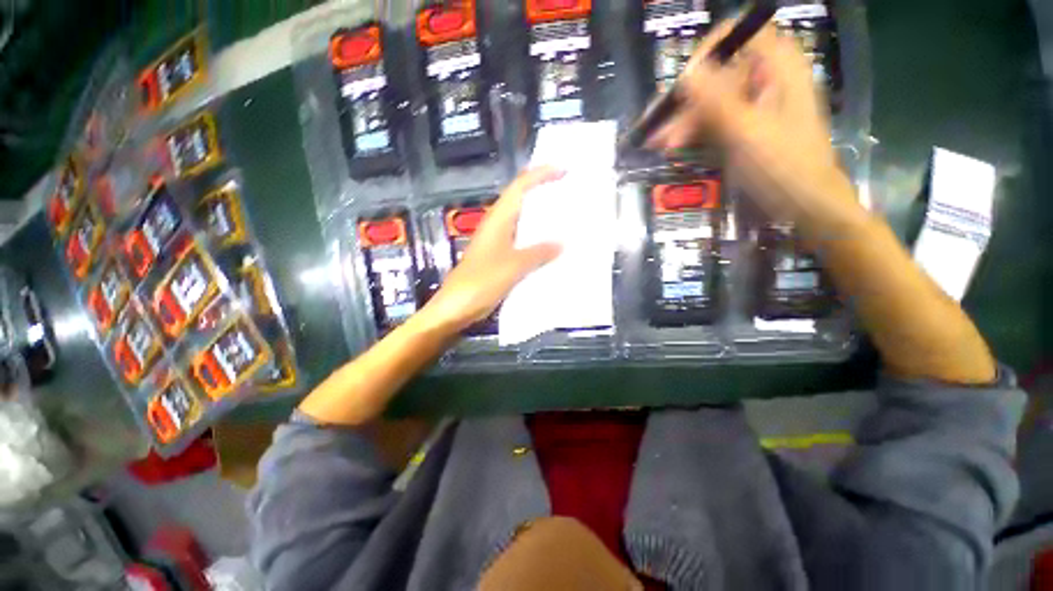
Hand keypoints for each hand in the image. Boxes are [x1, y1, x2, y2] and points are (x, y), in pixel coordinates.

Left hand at [420, 167, 564, 333]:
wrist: (455, 308)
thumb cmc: (480, 283)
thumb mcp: (512, 266)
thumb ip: (538, 253)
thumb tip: (563, 242)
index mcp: (498, 220)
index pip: (520, 187)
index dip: (541, 175)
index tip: (564, 170)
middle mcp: (497, 227)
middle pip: (521, 201)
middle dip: (544, 193)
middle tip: (570, 193)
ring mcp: (498, 243)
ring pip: (523, 223)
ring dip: (542, 218)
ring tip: (567, 218)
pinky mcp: (499, 259)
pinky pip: (522, 243)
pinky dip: (537, 241)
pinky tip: (551, 249)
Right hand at [648, 21, 859, 230]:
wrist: (806, 205)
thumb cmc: (783, 167)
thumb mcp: (747, 133)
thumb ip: (716, 101)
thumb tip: (686, 72)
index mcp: (777, 67)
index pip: (737, 36)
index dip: (706, 53)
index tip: (682, 83)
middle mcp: (766, 78)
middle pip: (717, 74)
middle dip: (686, 102)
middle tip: (658, 127)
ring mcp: (755, 105)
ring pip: (711, 101)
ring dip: (684, 122)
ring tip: (659, 145)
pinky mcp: (746, 127)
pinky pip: (715, 121)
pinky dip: (694, 133)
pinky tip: (674, 148)